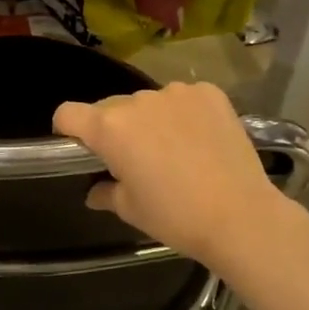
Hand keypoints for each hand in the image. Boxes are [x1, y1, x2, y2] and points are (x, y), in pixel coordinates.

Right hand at [53, 81, 286, 265]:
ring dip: (150, 120)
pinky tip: (199, 140)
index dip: (67, 130)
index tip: (80, 149)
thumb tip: (94, 191)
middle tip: (134, 160)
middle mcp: (138, 101)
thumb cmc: (176, 216)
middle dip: (113, 129)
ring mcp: (176, 92)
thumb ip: (105, 192)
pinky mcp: (209, 93)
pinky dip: (183, 114)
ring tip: (173, 151)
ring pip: (148, 102)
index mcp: (109, 128)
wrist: (241, 216)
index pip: (67, 113)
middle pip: (110, 108)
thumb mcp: (131, 209)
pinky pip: (183, 98)